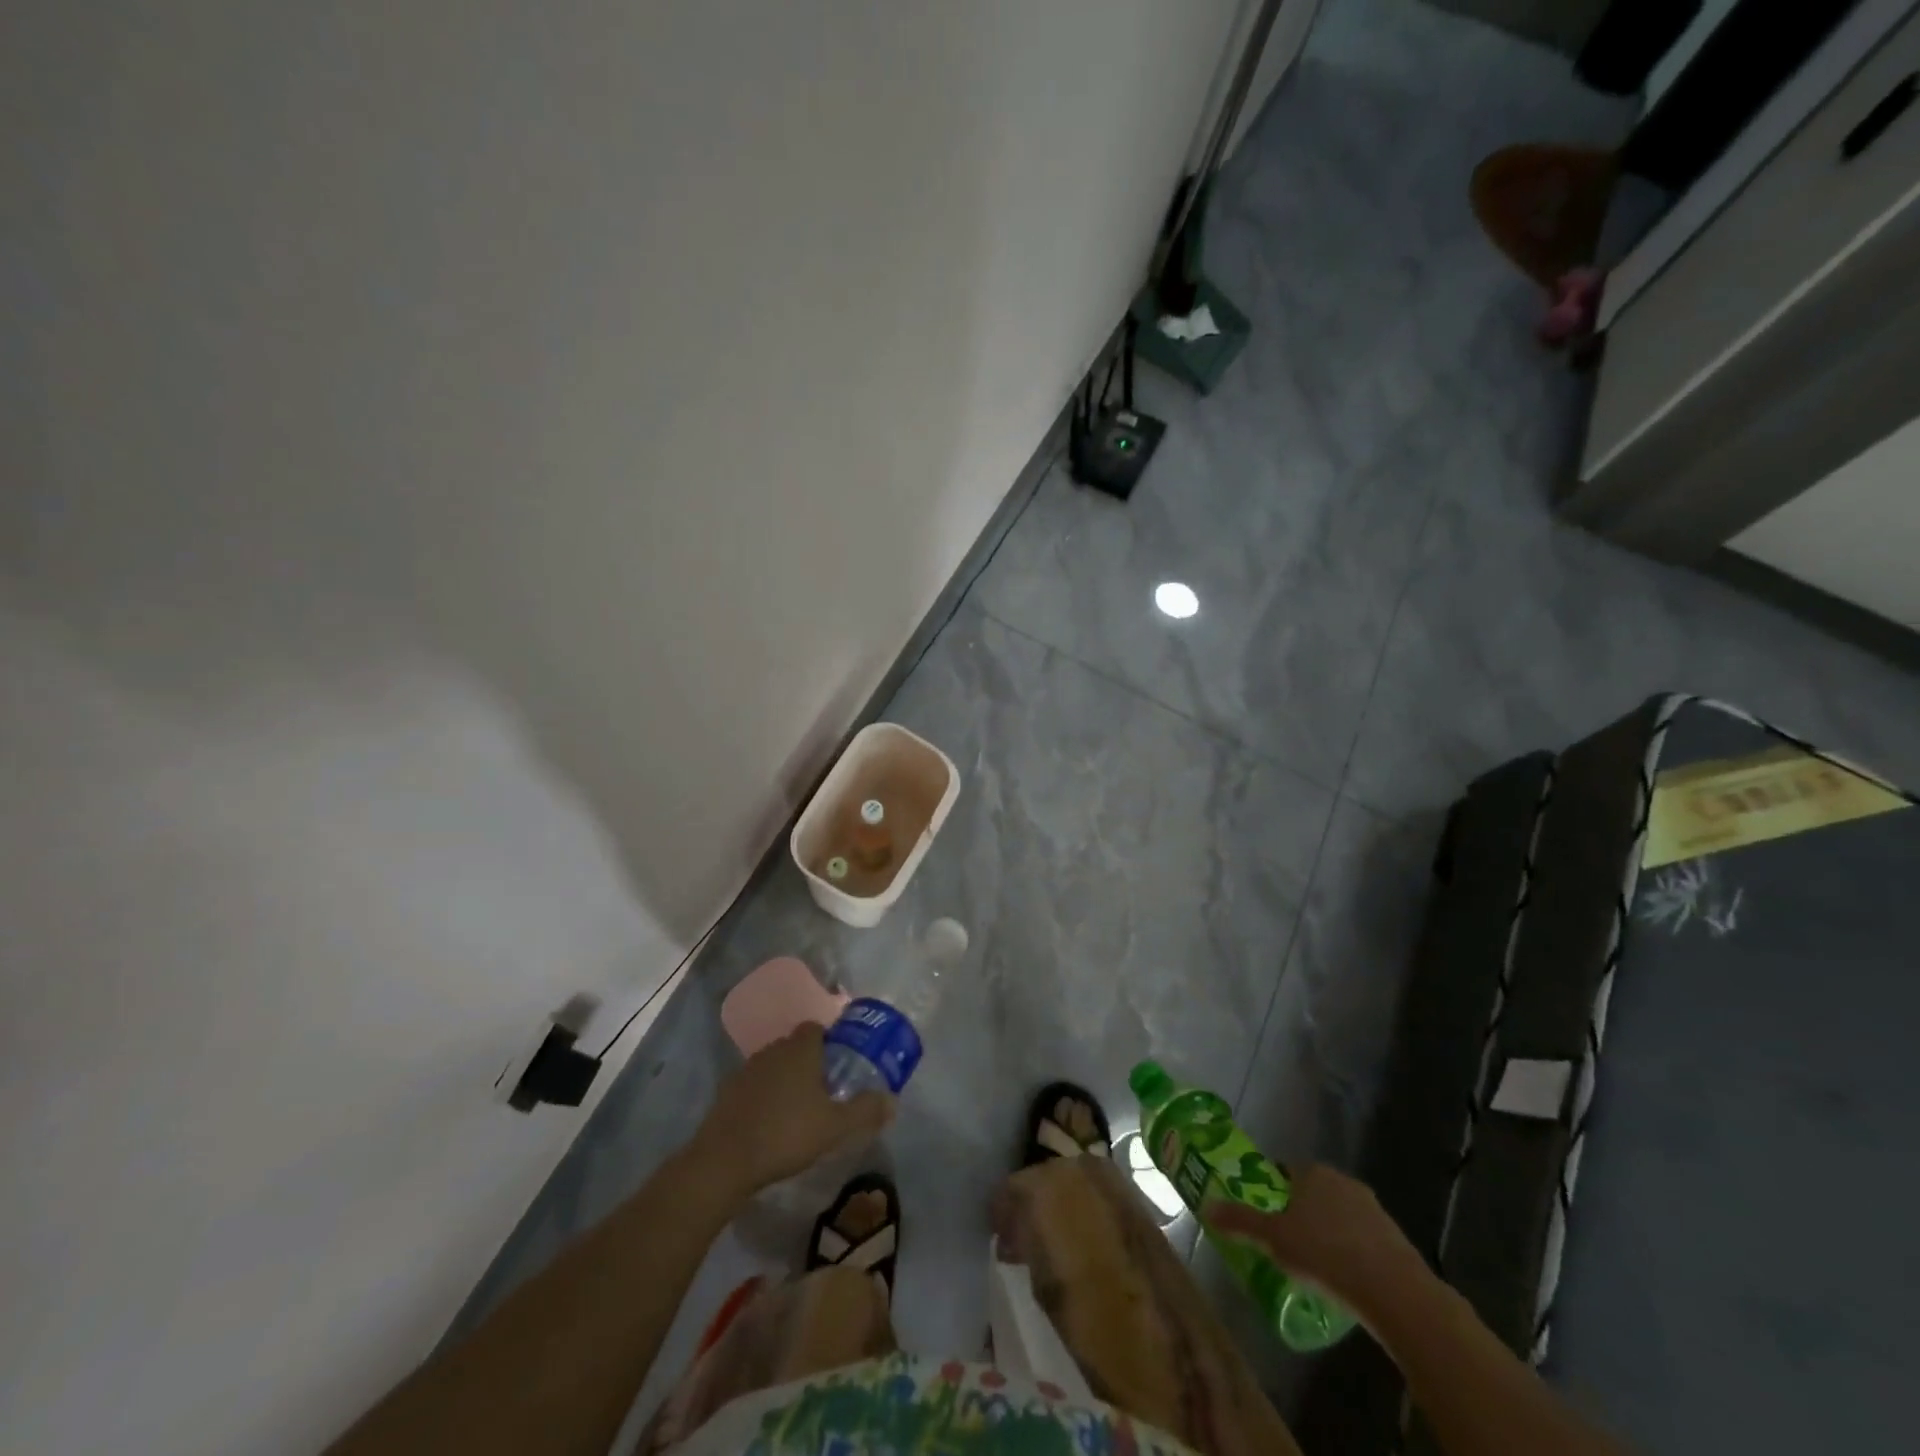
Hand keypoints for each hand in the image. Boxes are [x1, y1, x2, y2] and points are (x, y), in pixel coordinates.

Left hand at [691, 1024, 893, 1197]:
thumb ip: (865, 1111)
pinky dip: (764, 1097)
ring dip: (785, 1080)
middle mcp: (773, 1050)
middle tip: (824, 1090)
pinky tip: (771, 1124)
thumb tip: (893, 1101)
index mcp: (800, 1049)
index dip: (829, 1041)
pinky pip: (754, 1086)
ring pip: (773, 1065)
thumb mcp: (835, 1127)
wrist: (725, 1160)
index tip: (839, 1065)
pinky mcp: (727, 1092)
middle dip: (809, 1062)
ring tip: (798, 1109)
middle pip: (794, 1045)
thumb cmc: (787, 1134)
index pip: (816, 1028)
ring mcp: (746, 1070)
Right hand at [1204, 1164, 1423, 1324]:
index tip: (1267, 1216)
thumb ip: (1240, 1221)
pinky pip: (1363, 1239)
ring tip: (1316, 1265)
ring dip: (1329, 1232)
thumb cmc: (1325, 1254)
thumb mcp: (1273, 1239)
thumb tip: (1205, 1207)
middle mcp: (1343, 1181)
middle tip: (1287, 1241)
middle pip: (1314, 1192)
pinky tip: (1345, 1279)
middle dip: (1301, 1212)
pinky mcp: (1396, 1238)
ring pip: (1340, 1215)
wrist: (1395, 1292)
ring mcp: (1374, 1208)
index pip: (1286, 1171)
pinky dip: (1353, 1252)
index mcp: (1312, 1172)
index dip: (1274, 1191)